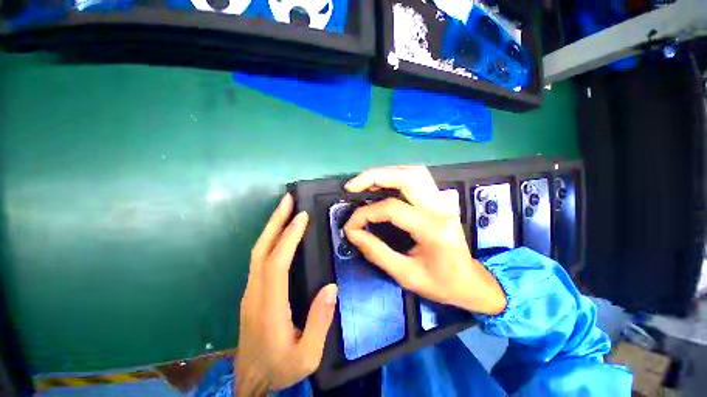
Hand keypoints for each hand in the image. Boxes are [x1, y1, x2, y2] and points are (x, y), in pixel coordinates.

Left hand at [236, 193, 337, 395]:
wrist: (251, 381)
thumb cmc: (280, 368)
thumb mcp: (307, 356)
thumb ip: (320, 322)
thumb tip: (331, 287)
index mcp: (269, 307)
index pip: (277, 262)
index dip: (289, 236)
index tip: (302, 217)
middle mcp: (255, 293)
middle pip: (261, 249)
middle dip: (275, 221)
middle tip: (287, 200)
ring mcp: (250, 291)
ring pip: (258, 251)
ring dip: (271, 227)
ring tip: (285, 209)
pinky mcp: (251, 292)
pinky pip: (259, 258)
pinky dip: (270, 239)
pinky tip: (280, 233)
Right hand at [343, 166, 505, 315]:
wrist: (470, 282)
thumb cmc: (440, 283)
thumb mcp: (405, 275)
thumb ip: (376, 251)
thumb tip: (352, 232)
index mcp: (433, 229)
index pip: (391, 208)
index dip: (365, 214)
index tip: (350, 226)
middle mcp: (440, 208)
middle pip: (407, 176)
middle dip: (374, 176)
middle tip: (352, 187)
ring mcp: (443, 200)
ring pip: (413, 171)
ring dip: (386, 173)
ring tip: (365, 184)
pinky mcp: (440, 199)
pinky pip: (417, 177)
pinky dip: (396, 176)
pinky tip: (383, 184)